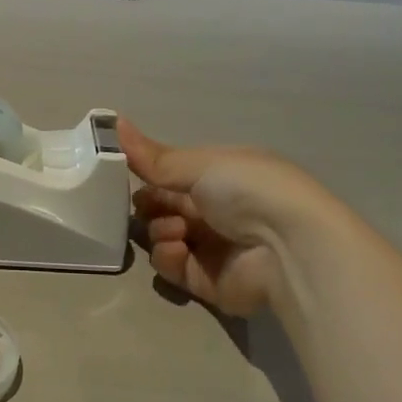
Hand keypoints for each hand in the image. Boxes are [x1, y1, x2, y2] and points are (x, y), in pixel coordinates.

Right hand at [119, 118, 331, 316]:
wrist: (288, 248)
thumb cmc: (248, 190)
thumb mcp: (199, 164)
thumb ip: (152, 156)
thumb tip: (113, 121)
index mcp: (218, 176)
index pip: (171, 174)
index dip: (147, 173)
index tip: (122, 170)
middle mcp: (213, 210)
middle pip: (161, 206)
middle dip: (148, 204)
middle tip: (148, 204)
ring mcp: (208, 246)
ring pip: (160, 236)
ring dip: (159, 229)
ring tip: (177, 230)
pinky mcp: (204, 280)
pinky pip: (170, 266)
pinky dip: (168, 256)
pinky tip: (180, 248)